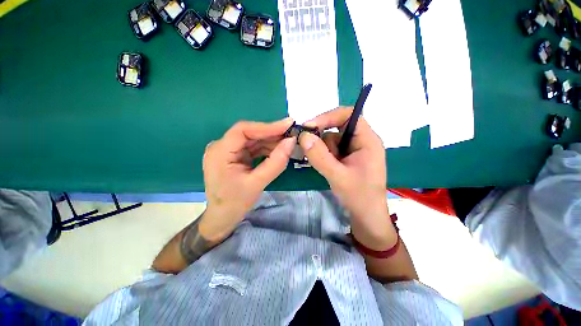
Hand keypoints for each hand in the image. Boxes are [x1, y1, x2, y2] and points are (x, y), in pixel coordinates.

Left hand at [199, 118, 295, 241]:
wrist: (223, 217)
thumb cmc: (235, 203)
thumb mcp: (257, 183)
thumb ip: (275, 162)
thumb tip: (291, 142)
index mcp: (220, 152)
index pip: (243, 130)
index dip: (267, 126)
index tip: (287, 125)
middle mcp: (222, 147)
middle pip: (249, 133)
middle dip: (271, 134)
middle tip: (292, 133)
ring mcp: (228, 151)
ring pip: (253, 140)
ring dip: (271, 141)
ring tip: (289, 142)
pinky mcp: (235, 156)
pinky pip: (253, 148)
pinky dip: (267, 149)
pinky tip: (279, 150)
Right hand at [299, 107, 395, 249]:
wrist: (366, 215)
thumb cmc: (358, 196)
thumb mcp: (337, 176)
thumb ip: (320, 156)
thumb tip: (303, 136)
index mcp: (367, 140)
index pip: (349, 115)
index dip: (329, 117)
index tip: (310, 127)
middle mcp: (361, 140)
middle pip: (338, 127)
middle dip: (323, 138)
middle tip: (309, 149)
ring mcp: (354, 149)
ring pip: (331, 139)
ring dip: (323, 150)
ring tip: (325, 166)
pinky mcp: (347, 157)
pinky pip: (331, 149)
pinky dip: (324, 155)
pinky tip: (325, 167)